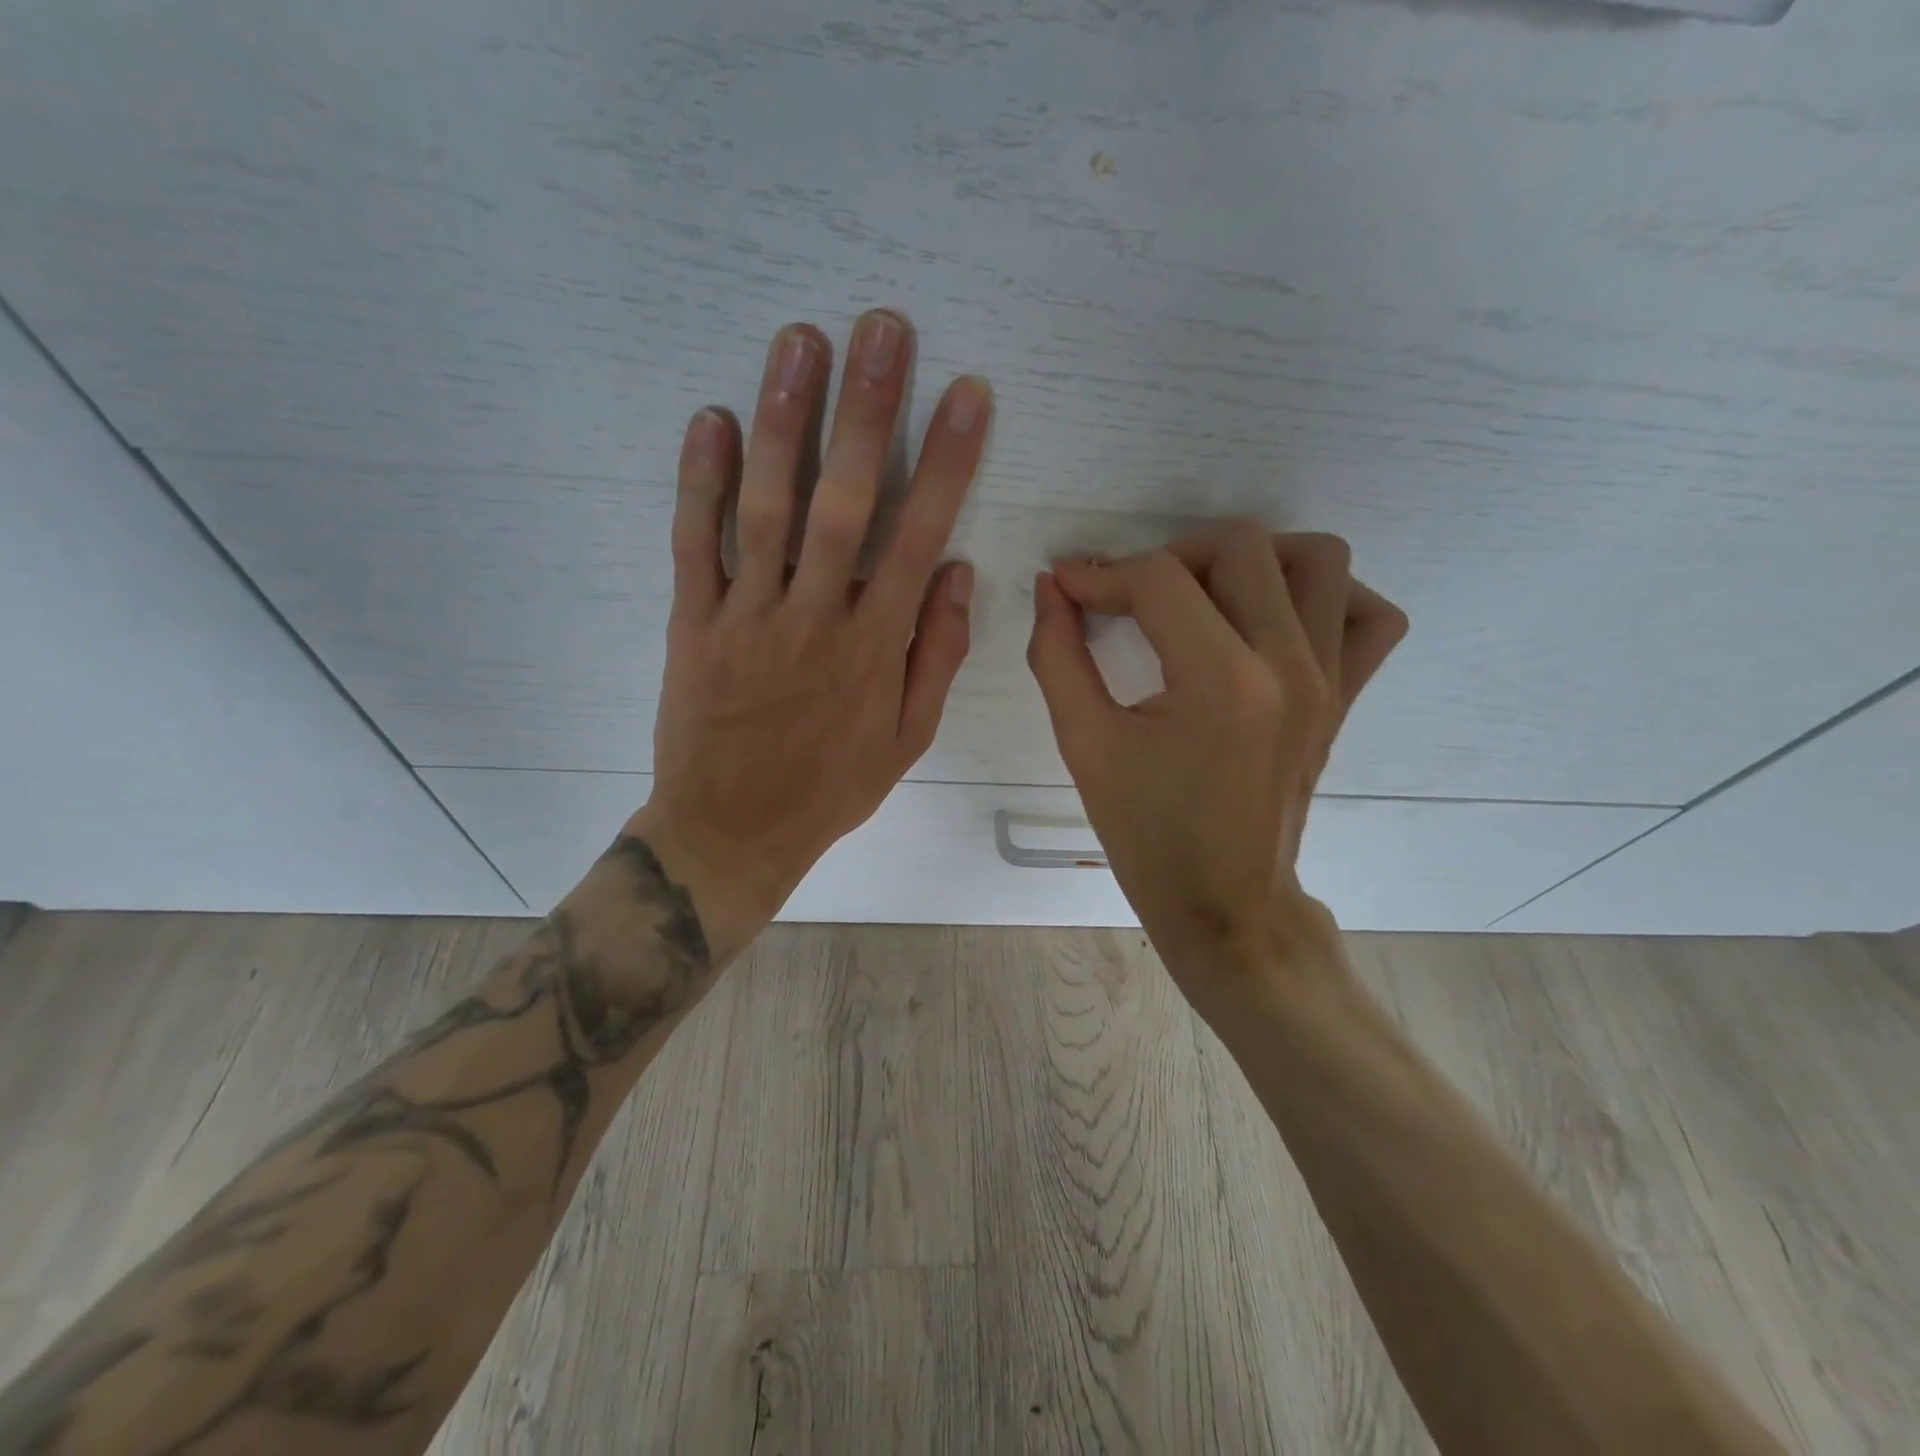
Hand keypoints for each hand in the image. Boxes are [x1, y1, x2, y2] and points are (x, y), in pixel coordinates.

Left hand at [630, 311, 992, 962]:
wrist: (732, 831)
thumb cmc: (830, 786)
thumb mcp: (908, 739)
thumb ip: (936, 654)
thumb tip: (957, 571)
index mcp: (875, 647)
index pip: (920, 537)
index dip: (948, 462)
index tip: (967, 394)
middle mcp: (816, 618)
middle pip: (845, 502)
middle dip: (868, 412)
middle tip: (882, 329)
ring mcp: (748, 617)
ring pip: (767, 507)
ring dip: (784, 422)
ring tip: (799, 342)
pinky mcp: (692, 623)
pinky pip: (694, 545)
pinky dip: (699, 482)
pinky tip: (709, 419)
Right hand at [1026, 522, 1406, 1004]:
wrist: (1225, 904)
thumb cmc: (1147, 834)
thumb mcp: (1085, 746)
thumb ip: (1057, 656)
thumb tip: (1051, 587)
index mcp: (1219, 683)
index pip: (1158, 579)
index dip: (1100, 573)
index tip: (1067, 588)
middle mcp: (1289, 665)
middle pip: (1241, 545)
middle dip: (1169, 556)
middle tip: (1132, 597)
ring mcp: (1330, 679)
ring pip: (1317, 558)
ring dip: (1251, 561)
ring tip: (1203, 599)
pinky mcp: (1346, 696)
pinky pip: (1368, 614)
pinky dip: (1325, 597)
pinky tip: (1272, 623)